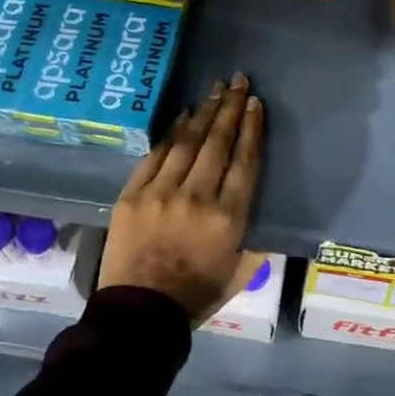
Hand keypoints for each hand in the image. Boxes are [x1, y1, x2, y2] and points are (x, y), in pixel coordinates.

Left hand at [99, 73, 266, 323]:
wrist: (139, 314)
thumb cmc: (196, 296)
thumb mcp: (240, 273)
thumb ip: (255, 242)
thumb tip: (261, 216)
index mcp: (228, 218)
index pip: (245, 161)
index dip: (252, 129)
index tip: (255, 104)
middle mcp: (198, 197)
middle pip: (218, 142)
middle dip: (230, 108)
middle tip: (238, 81)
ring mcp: (162, 193)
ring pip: (188, 142)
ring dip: (204, 112)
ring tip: (215, 89)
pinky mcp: (133, 194)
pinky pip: (156, 154)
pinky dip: (172, 132)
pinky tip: (183, 115)